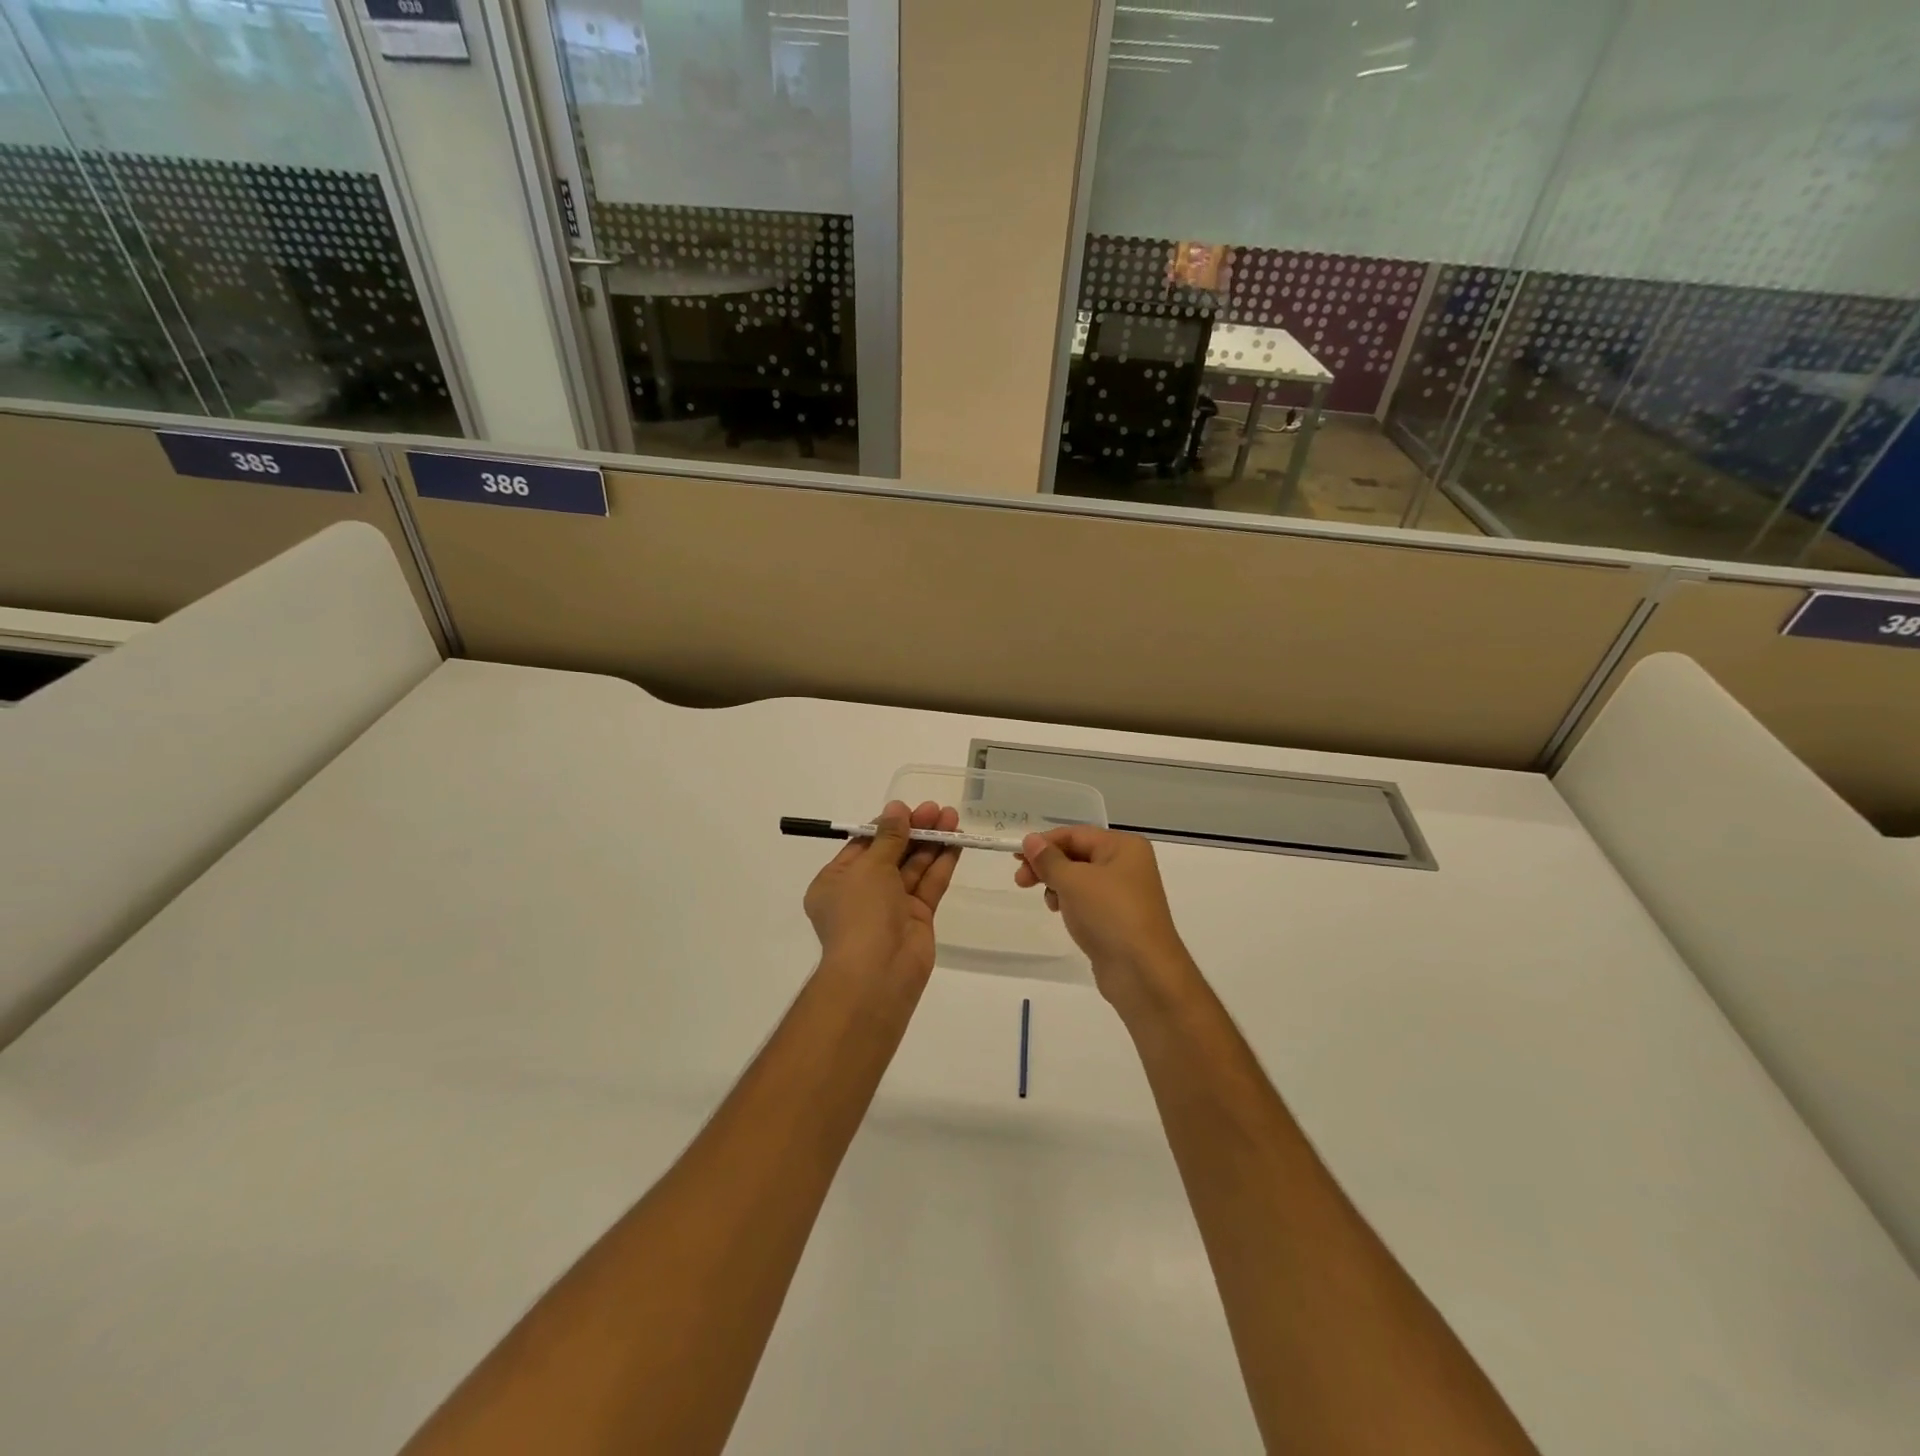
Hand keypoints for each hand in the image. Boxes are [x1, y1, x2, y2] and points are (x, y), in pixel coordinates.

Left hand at [804, 800, 960, 987]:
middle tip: (937, 809)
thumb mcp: (869, 867)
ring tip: (952, 818)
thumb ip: (889, 837)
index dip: (887, 826)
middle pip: (891, 854)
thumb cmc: (861, 913)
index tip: (908, 809)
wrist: (878, 973)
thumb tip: (896, 808)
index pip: (863, 845)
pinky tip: (957, 842)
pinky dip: (941, 864)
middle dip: (913, 831)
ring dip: (931, 842)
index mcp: (836, 881)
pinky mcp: (917, 919)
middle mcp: (862, 893)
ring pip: (913, 867)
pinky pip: (929, 885)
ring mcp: (891, 907)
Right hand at [1015, 826, 1196, 1017]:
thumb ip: (1049, 859)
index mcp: (1123, 846)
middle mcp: (1127, 864)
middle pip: (1077, 855)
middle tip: (1020, 881)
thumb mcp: (1073, 881)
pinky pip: (1087, 901)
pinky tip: (1061, 913)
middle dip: (1048, 866)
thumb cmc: (1109, 914)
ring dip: (1057, 885)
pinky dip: (1070, 903)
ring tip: (1049, 902)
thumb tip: (1030, 840)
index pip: (1075, 834)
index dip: (1044, 843)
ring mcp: (1124, 893)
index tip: (1016, 858)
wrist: (1143, 972)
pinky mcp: (1117, 919)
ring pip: (1080, 879)